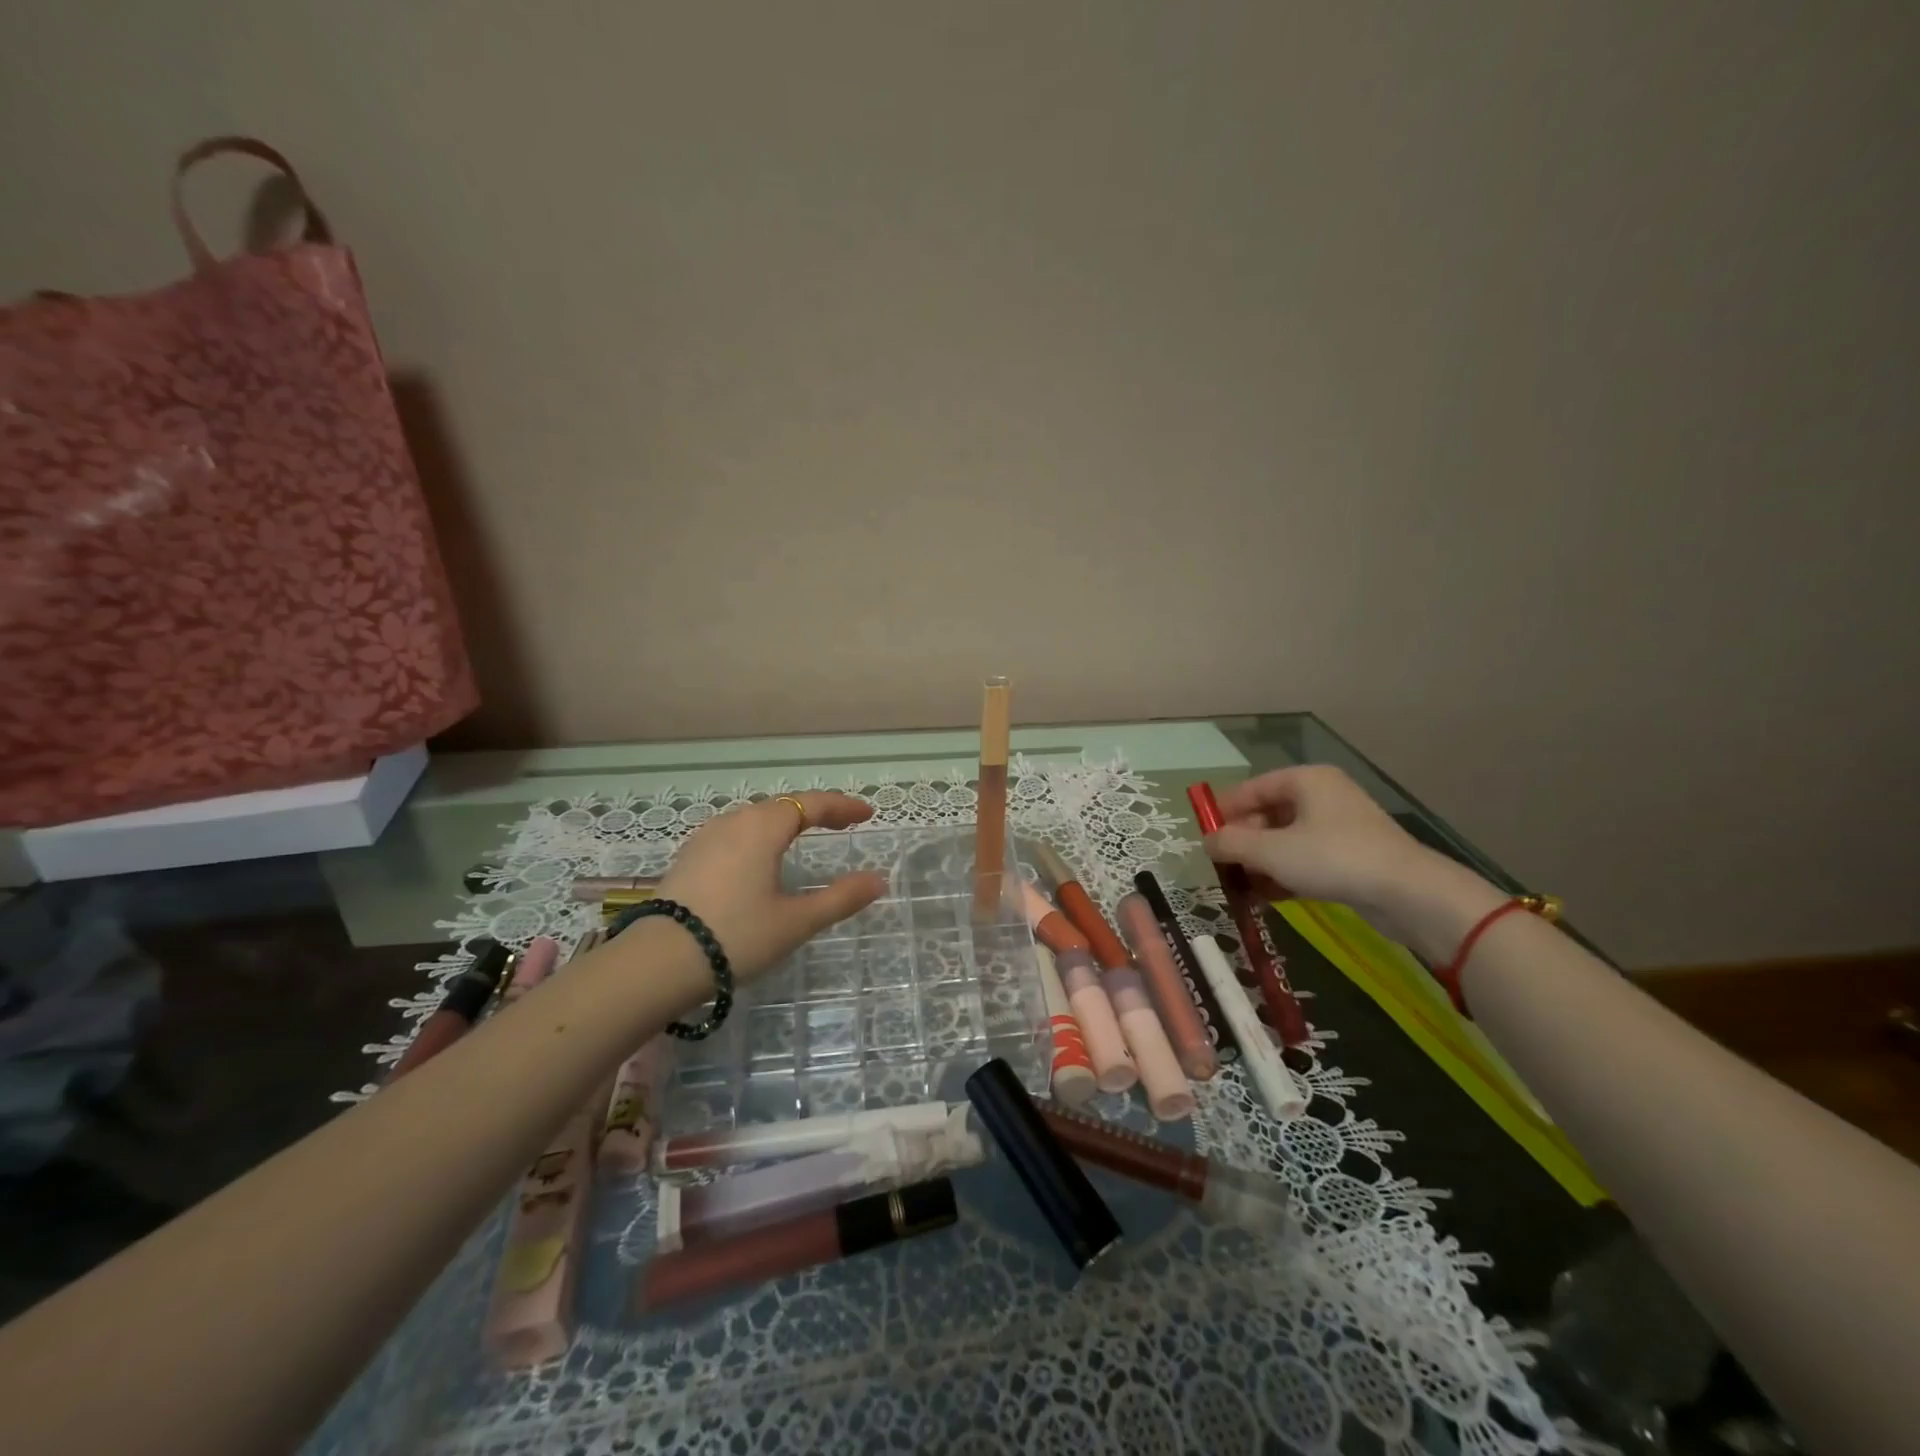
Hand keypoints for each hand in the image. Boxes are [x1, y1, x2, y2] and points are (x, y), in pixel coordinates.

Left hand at [658, 791, 885, 980]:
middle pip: (781, 806)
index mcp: (763, 828)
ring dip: (784, 823)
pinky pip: (734, 835)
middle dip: (814, 811)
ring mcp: (705, 839)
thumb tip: (878, 881)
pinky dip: (759, 837)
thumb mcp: (796, 921)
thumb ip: (840, 898)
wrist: (658, 964)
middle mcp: (733, 822)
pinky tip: (759, 859)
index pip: (811, 804)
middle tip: (841, 823)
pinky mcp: (688, 859)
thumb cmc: (737, 936)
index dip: (841, 806)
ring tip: (804, 837)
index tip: (867, 813)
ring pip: (754, 819)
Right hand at [1204, 766, 1434, 919]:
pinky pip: (1306, 858)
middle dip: (1242, 842)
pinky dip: (1284, 873)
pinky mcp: (1351, 855)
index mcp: (1305, 780)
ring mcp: (1339, 826)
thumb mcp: (1271, 851)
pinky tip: (1267, 897)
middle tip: (1221, 867)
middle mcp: (1322, 795)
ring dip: (1260, 862)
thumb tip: (1206, 842)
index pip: (1250, 789)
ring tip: (1240, 887)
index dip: (1223, 811)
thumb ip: (1231, 843)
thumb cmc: (1332, 858)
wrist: (1408, 893)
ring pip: (1285, 840)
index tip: (1202, 836)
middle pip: (1267, 814)